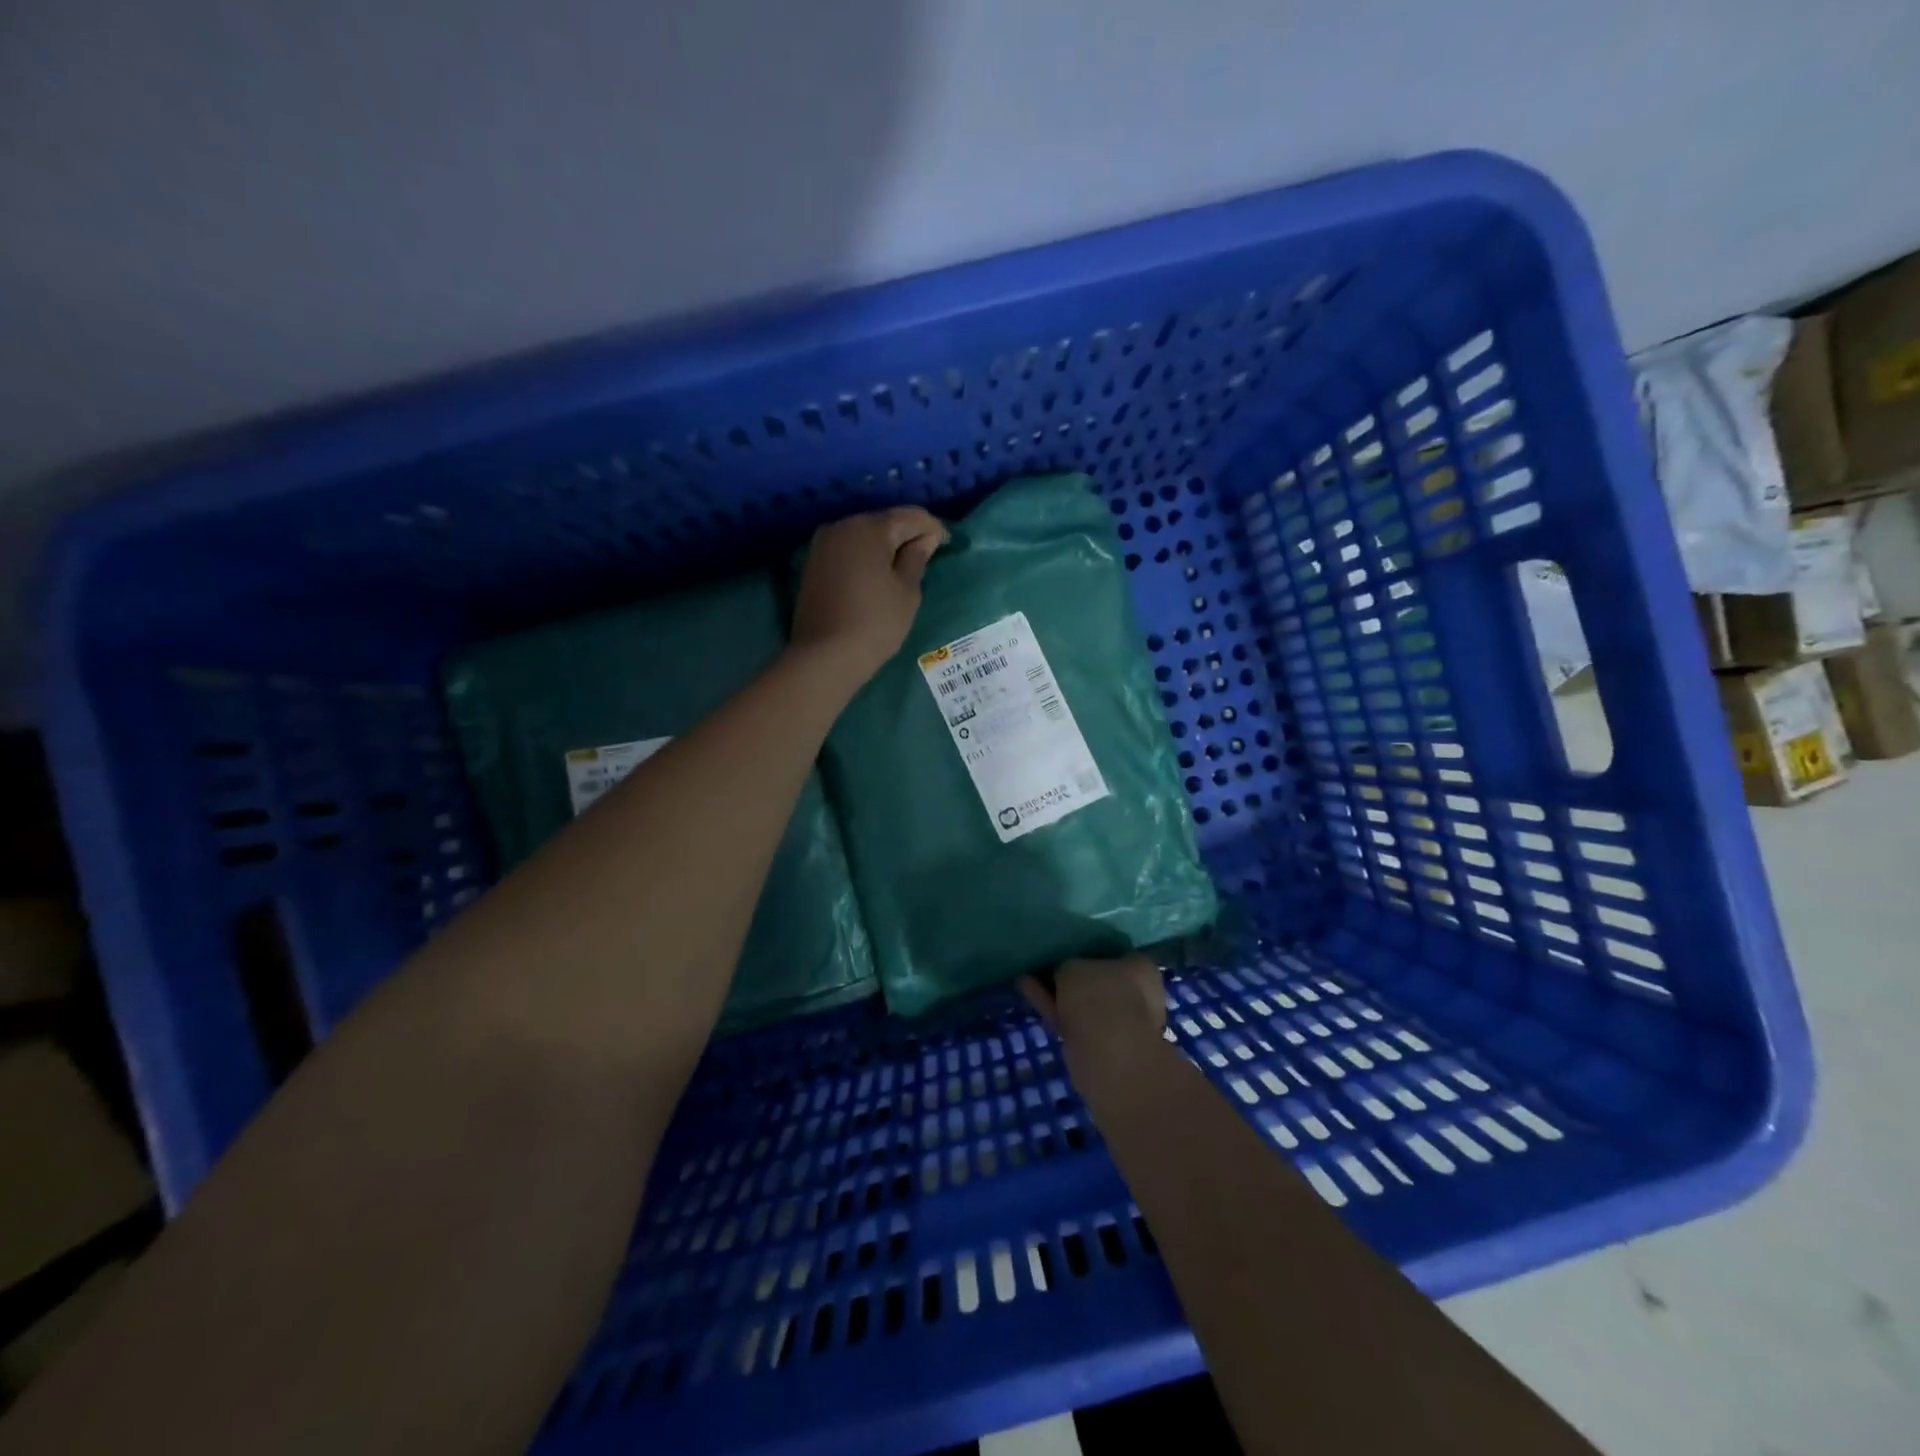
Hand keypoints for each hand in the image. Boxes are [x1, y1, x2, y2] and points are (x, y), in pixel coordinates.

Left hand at [791, 507, 948, 686]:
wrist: (825, 656)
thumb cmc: (876, 622)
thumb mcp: (907, 592)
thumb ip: (916, 558)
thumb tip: (925, 539)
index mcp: (869, 528)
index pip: (910, 517)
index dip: (932, 527)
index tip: (947, 543)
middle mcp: (842, 526)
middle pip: (883, 523)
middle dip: (906, 535)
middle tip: (926, 554)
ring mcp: (822, 545)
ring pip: (862, 536)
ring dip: (883, 547)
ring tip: (902, 567)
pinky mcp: (812, 565)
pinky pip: (847, 551)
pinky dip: (864, 558)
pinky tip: (876, 575)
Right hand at [1019, 955, 1166, 1074]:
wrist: (1107, 1053)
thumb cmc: (1099, 995)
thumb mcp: (1073, 966)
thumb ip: (1068, 967)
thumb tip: (1064, 975)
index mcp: (1141, 969)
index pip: (1118, 954)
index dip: (1093, 954)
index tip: (1071, 953)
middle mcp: (1138, 995)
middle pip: (1099, 982)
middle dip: (1074, 979)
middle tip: (1045, 968)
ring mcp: (1122, 1024)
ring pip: (1085, 1004)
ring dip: (1058, 994)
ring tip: (1027, 978)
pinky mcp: (1103, 1047)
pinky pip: (1075, 1021)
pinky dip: (1054, 1009)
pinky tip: (1028, 993)